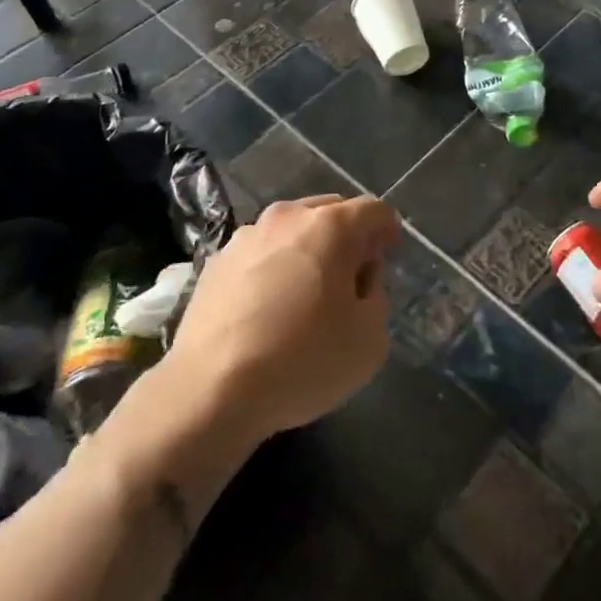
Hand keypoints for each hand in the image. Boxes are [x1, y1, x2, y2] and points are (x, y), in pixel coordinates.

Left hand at [164, 193, 397, 440]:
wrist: (211, 389)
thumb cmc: (303, 360)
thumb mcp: (370, 339)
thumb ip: (376, 297)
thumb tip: (359, 281)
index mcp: (331, 226)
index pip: (374, 210)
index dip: (388, 230)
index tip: (390, 254)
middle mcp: (288, 217)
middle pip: (331, 211)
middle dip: (348, 235)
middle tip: (353, 275)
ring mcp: (247, 236)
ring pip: (292, 229)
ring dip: (308, 249)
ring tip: (307, 292)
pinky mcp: (217, 261)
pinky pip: (261, 253)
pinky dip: (274, 267)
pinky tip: (269, 307)